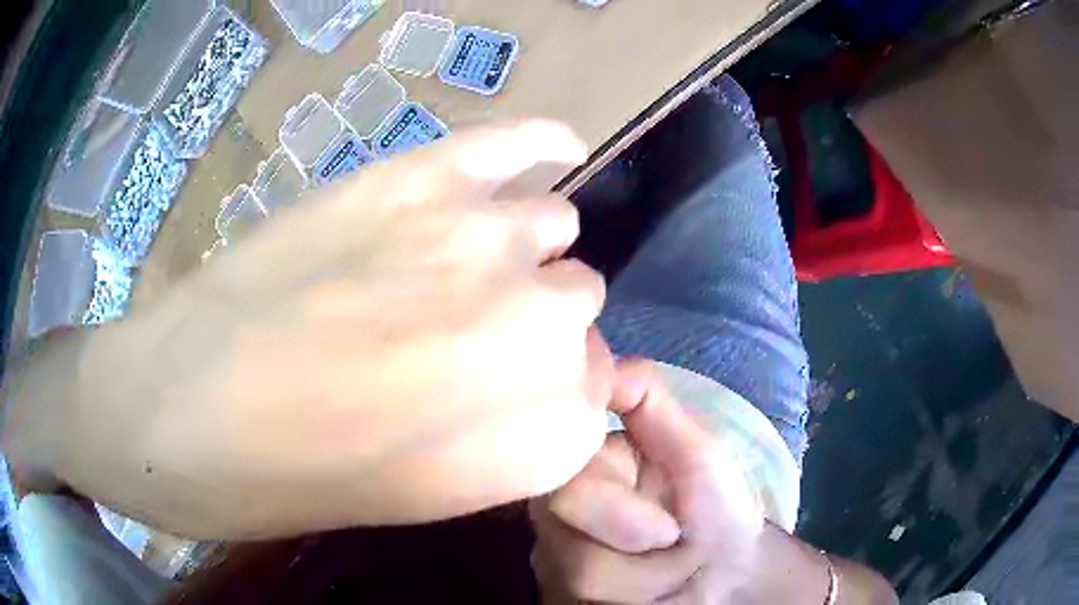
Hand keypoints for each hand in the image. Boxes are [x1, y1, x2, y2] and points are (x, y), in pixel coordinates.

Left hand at [5, 121, 614, 539]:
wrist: (185, 410)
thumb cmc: (297, 481)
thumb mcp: (428, 497)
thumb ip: (509, 438)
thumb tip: (538, 383)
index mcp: (546, 437)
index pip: (596, 393)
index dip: (552, 392)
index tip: (510, 392)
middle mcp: (544, 335)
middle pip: (580, 305)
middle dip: (536, 322)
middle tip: (468, 331)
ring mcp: (486, 245)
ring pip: (556, 228)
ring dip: (519, 249)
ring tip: (457, 260)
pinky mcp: (423, 179)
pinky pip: (524, 142)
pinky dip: (544, 144)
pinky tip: (552, 148)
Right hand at [531, 359, 769, 603]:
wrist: (729, 574)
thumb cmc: (718, 507)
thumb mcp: (696, 450)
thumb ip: (648, 401)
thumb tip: (595, 349)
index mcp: (578, 470)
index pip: (560, 481)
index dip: (611, 506)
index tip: (666, 526)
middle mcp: (551, 517)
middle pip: (564, 538)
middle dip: (636, 545)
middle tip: (673, 539)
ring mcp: (552, 566)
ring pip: (579, 578)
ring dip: (646, 579)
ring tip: (667, 569)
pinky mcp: (559, 600)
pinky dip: (634, 602)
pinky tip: (647, 596)